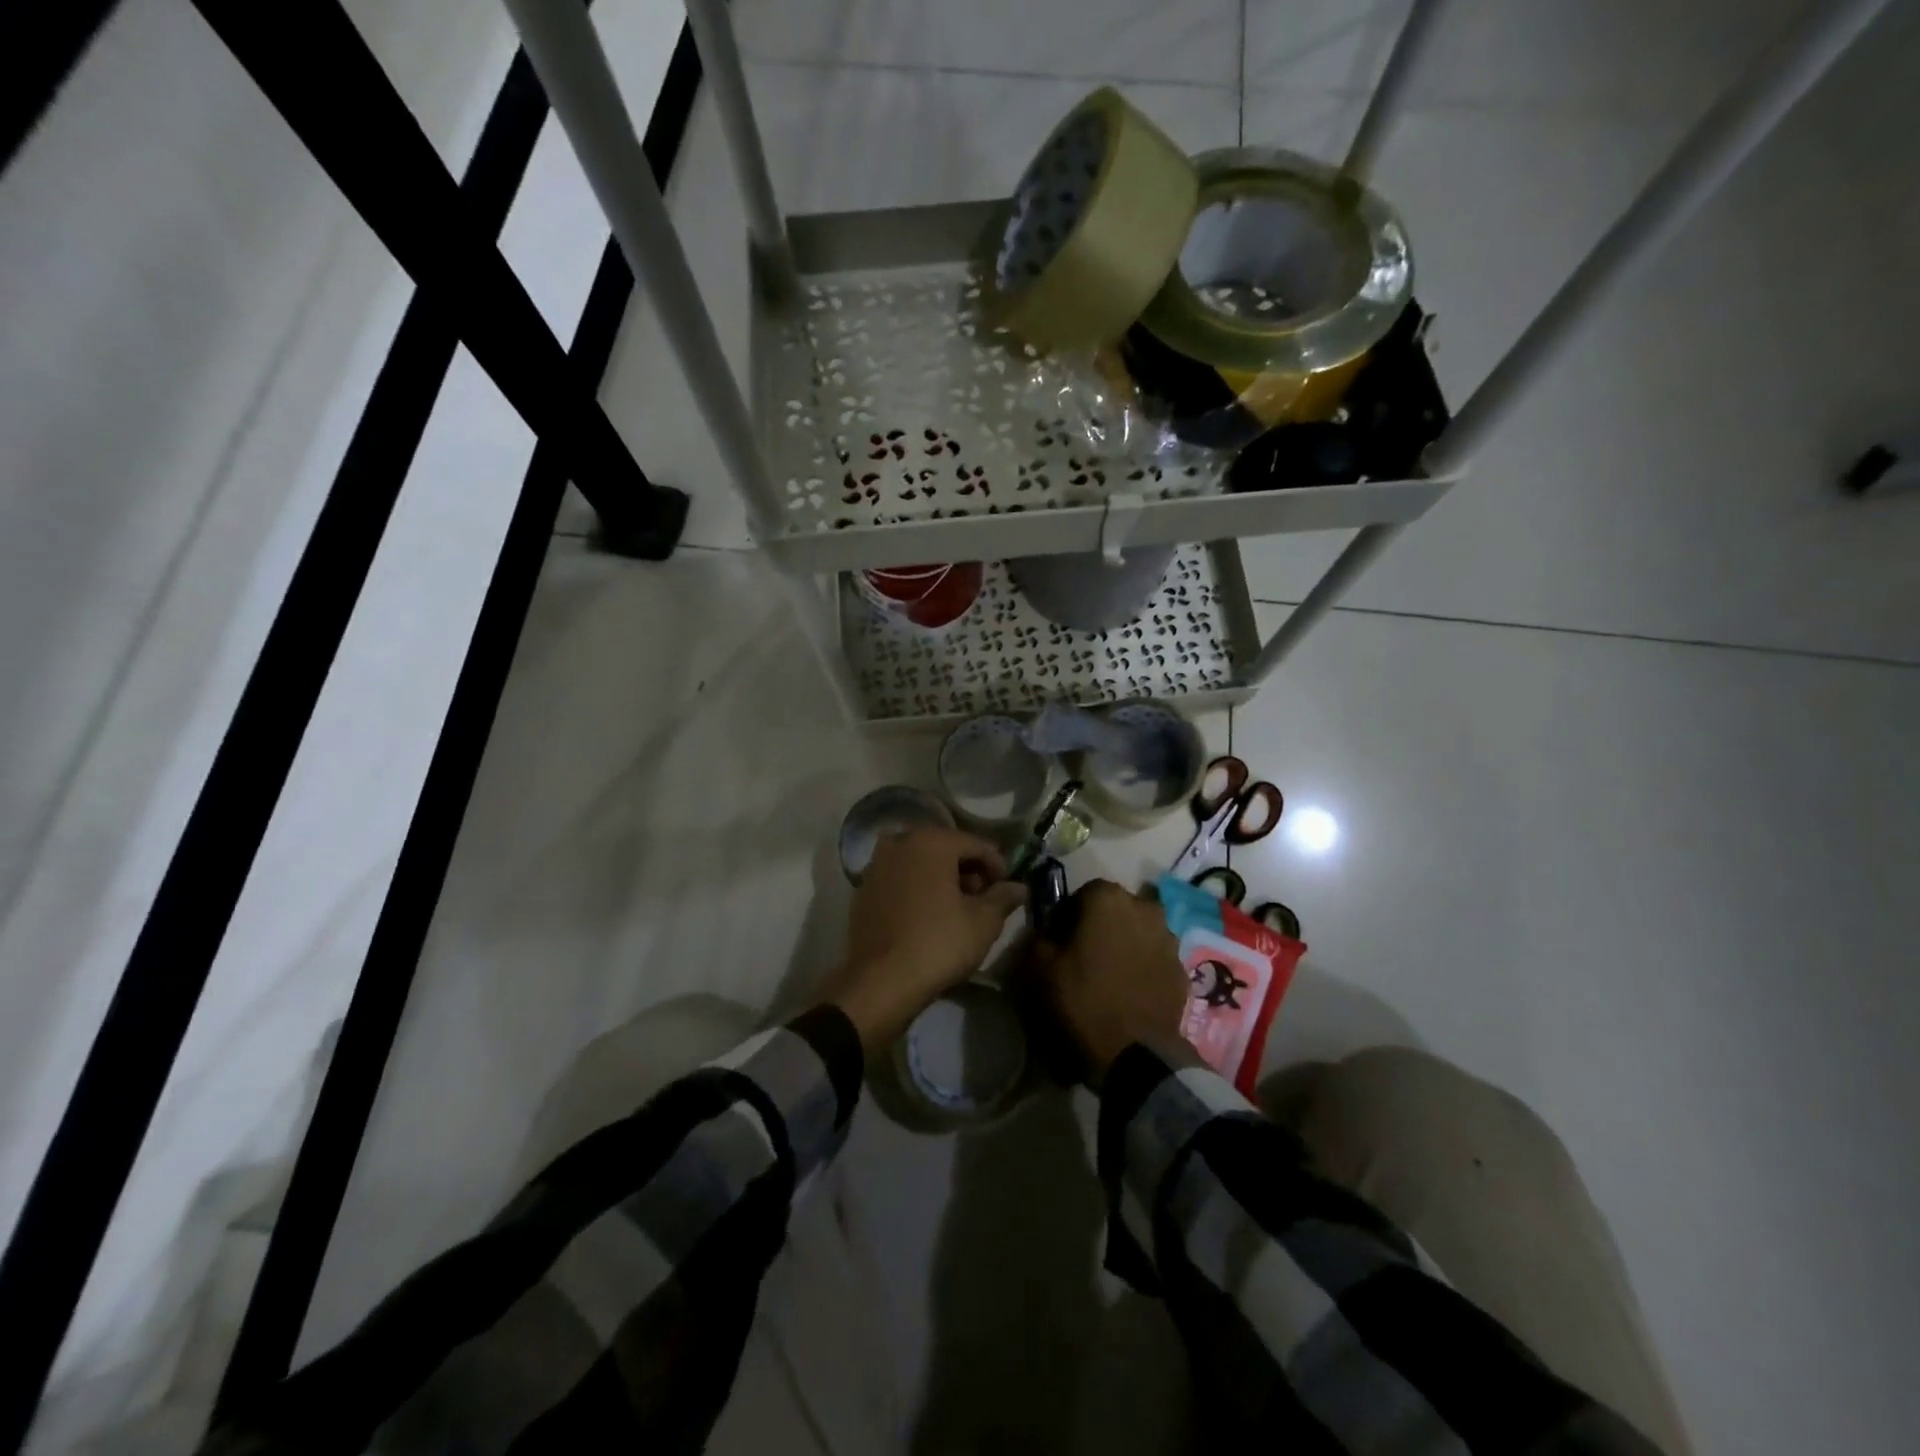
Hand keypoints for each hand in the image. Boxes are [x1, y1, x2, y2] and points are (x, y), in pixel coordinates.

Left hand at [823, 826, 1026, 1051]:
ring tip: (957, 909)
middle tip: (984, 898)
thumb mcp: (984, 922)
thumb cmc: (939, 943)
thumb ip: (1003, 897)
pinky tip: (928, 916)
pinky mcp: (862, 890)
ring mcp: (876, 866)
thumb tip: (1018, 887)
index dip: (997, 864)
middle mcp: (900, 843)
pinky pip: (899, 881)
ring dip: (941, 879)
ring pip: (919, 863)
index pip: (976, 844)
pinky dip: (917, 889)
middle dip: (968, 870)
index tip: (1008, 888)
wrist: (881, 982)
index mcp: (931, 841)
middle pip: (945, 849)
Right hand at [1029, 879, 1186, 1078]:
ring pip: (1139, 931)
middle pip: (1116, 909)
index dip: (1069, 914)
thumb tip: (1047, 933)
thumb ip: (1040, 938)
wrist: (1135, 1054)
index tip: (1059, 938)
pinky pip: (1155, 958)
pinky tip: (1129, 990)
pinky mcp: (1182, 970)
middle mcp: (1145, 908)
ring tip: (1109, 974)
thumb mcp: (1040, 968)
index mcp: (1109, 899)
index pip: (1084, 892)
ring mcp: (1169, 939)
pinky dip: (1143, 966)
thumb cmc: (1083, 1000)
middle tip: (1084, 954)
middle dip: (1100, 925)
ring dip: (1125, 943)